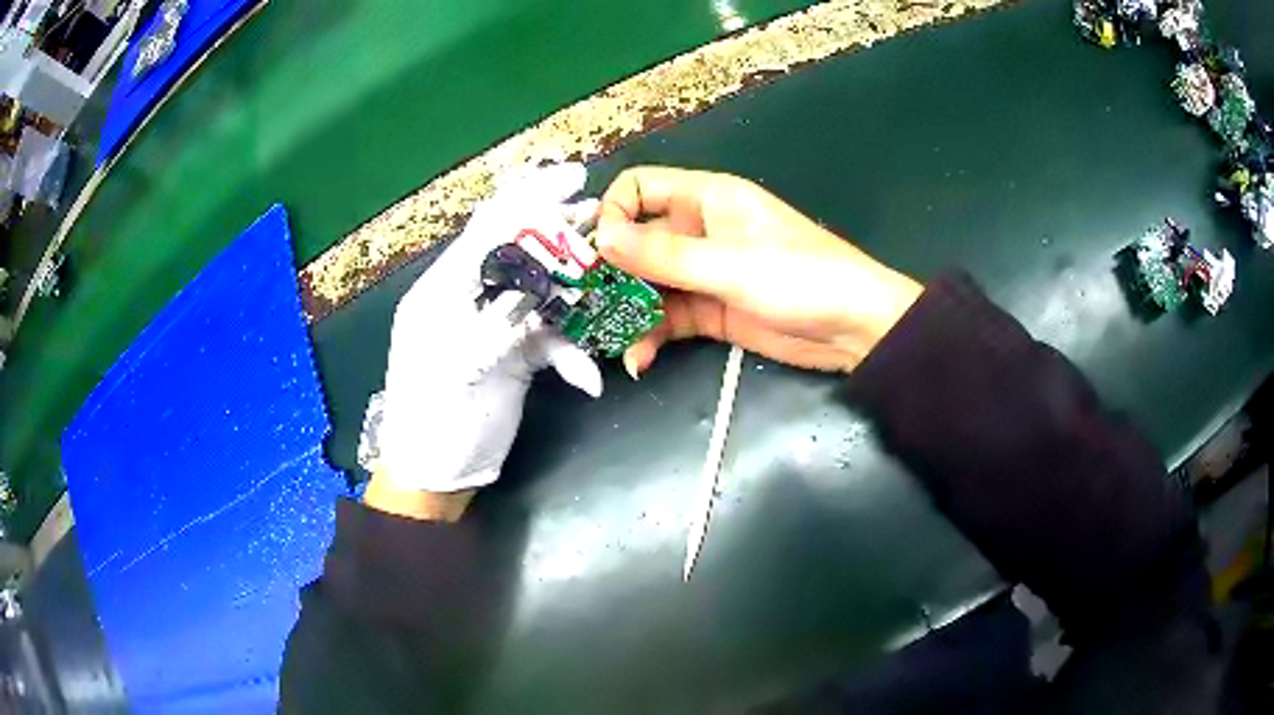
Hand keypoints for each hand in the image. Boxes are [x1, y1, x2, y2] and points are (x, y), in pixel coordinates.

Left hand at [360, 163, 602, 502]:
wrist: (436, 476)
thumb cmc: (431, 422)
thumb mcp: (451, 367)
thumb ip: (492, 319)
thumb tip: (535, 284)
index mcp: (442, 291)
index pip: (488, 231)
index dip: (531, 199)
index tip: (575, 177)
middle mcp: (469, 300)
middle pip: (519, 253)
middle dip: (560, 234)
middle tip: (600, 217)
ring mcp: (493, 328)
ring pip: (541, 294)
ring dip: (575, 291)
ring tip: (610, 277)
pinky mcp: (513, 356)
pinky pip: (550, 342)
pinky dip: (572, 355)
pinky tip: (590, 379)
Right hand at [595, 167, 921, 374]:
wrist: (853, 329)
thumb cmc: (800, 278)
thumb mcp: (730, 265)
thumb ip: (664, 256)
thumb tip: (601, 239)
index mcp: (705, 199)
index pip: (639, 189)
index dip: (613, 214)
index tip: (598, 254)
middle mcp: (697, 230)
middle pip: (636, 242)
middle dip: (612, 273)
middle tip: (588, 306)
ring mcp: (703, 273)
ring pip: (648, 284)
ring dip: (628, 311)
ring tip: (615, 340)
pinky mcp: (710, 311)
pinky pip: (667, 318)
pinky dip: (651, 336)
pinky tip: (641, 359)